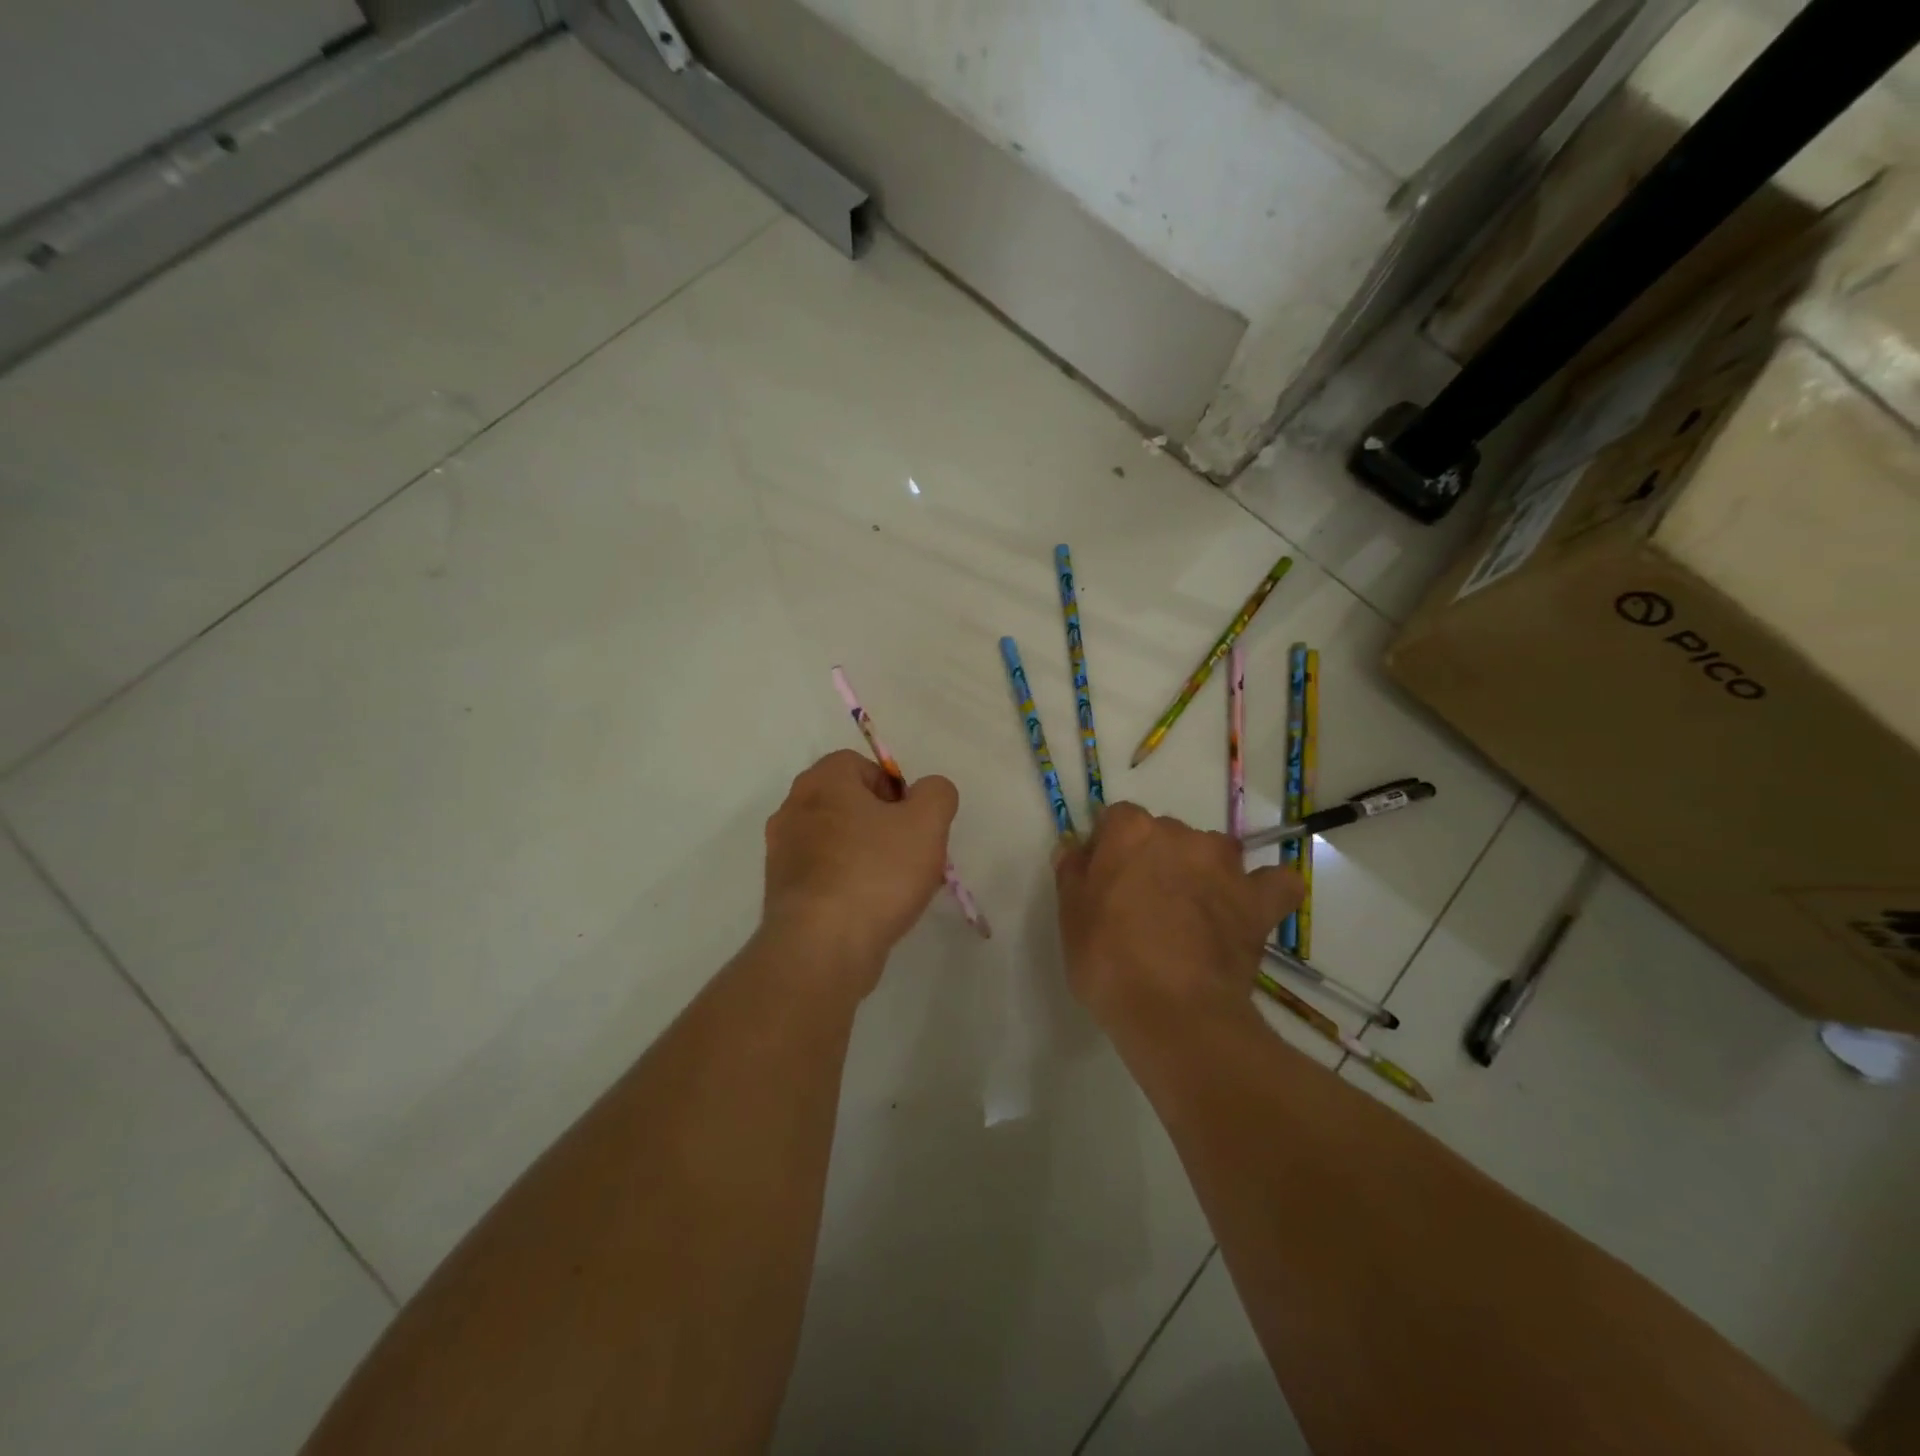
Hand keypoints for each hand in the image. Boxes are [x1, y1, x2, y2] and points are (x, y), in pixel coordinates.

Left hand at [761, 749, 959, 995]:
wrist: (821, 948)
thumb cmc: (876, 873)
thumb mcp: (927, 823)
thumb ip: (937, 794)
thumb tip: (928, 792)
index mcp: (822, 781)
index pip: (864, 767)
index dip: (896, 791)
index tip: (913, 825)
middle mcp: (793, 808)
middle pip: (851, 804)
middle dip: (885, 826)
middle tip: (910, 856)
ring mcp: (782, 852)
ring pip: (838, 841)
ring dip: (868, 856)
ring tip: (895, 889)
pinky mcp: (781, 891)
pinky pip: (825, 874)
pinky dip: (848, 884)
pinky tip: (870, 909)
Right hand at [1055, 802, 1300, 1033]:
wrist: (1173, 1012)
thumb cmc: (1107, 961)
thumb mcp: (1070, 916)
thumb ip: (1073, 872)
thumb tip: (1076, 848)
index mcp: (1131, 832)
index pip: (1117, 819)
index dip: (1109, 848)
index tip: (1103, 880)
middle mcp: (1180, 835)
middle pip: (1164, 833)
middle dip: (1154, 858)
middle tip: (1142, 904)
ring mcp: (1225, 866)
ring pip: (1213, 852)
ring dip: (1202, 870)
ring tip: (1192, 913)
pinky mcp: (1259, 901)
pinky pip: (1273, 882)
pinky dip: (1263, 890)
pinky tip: (1250, 908)